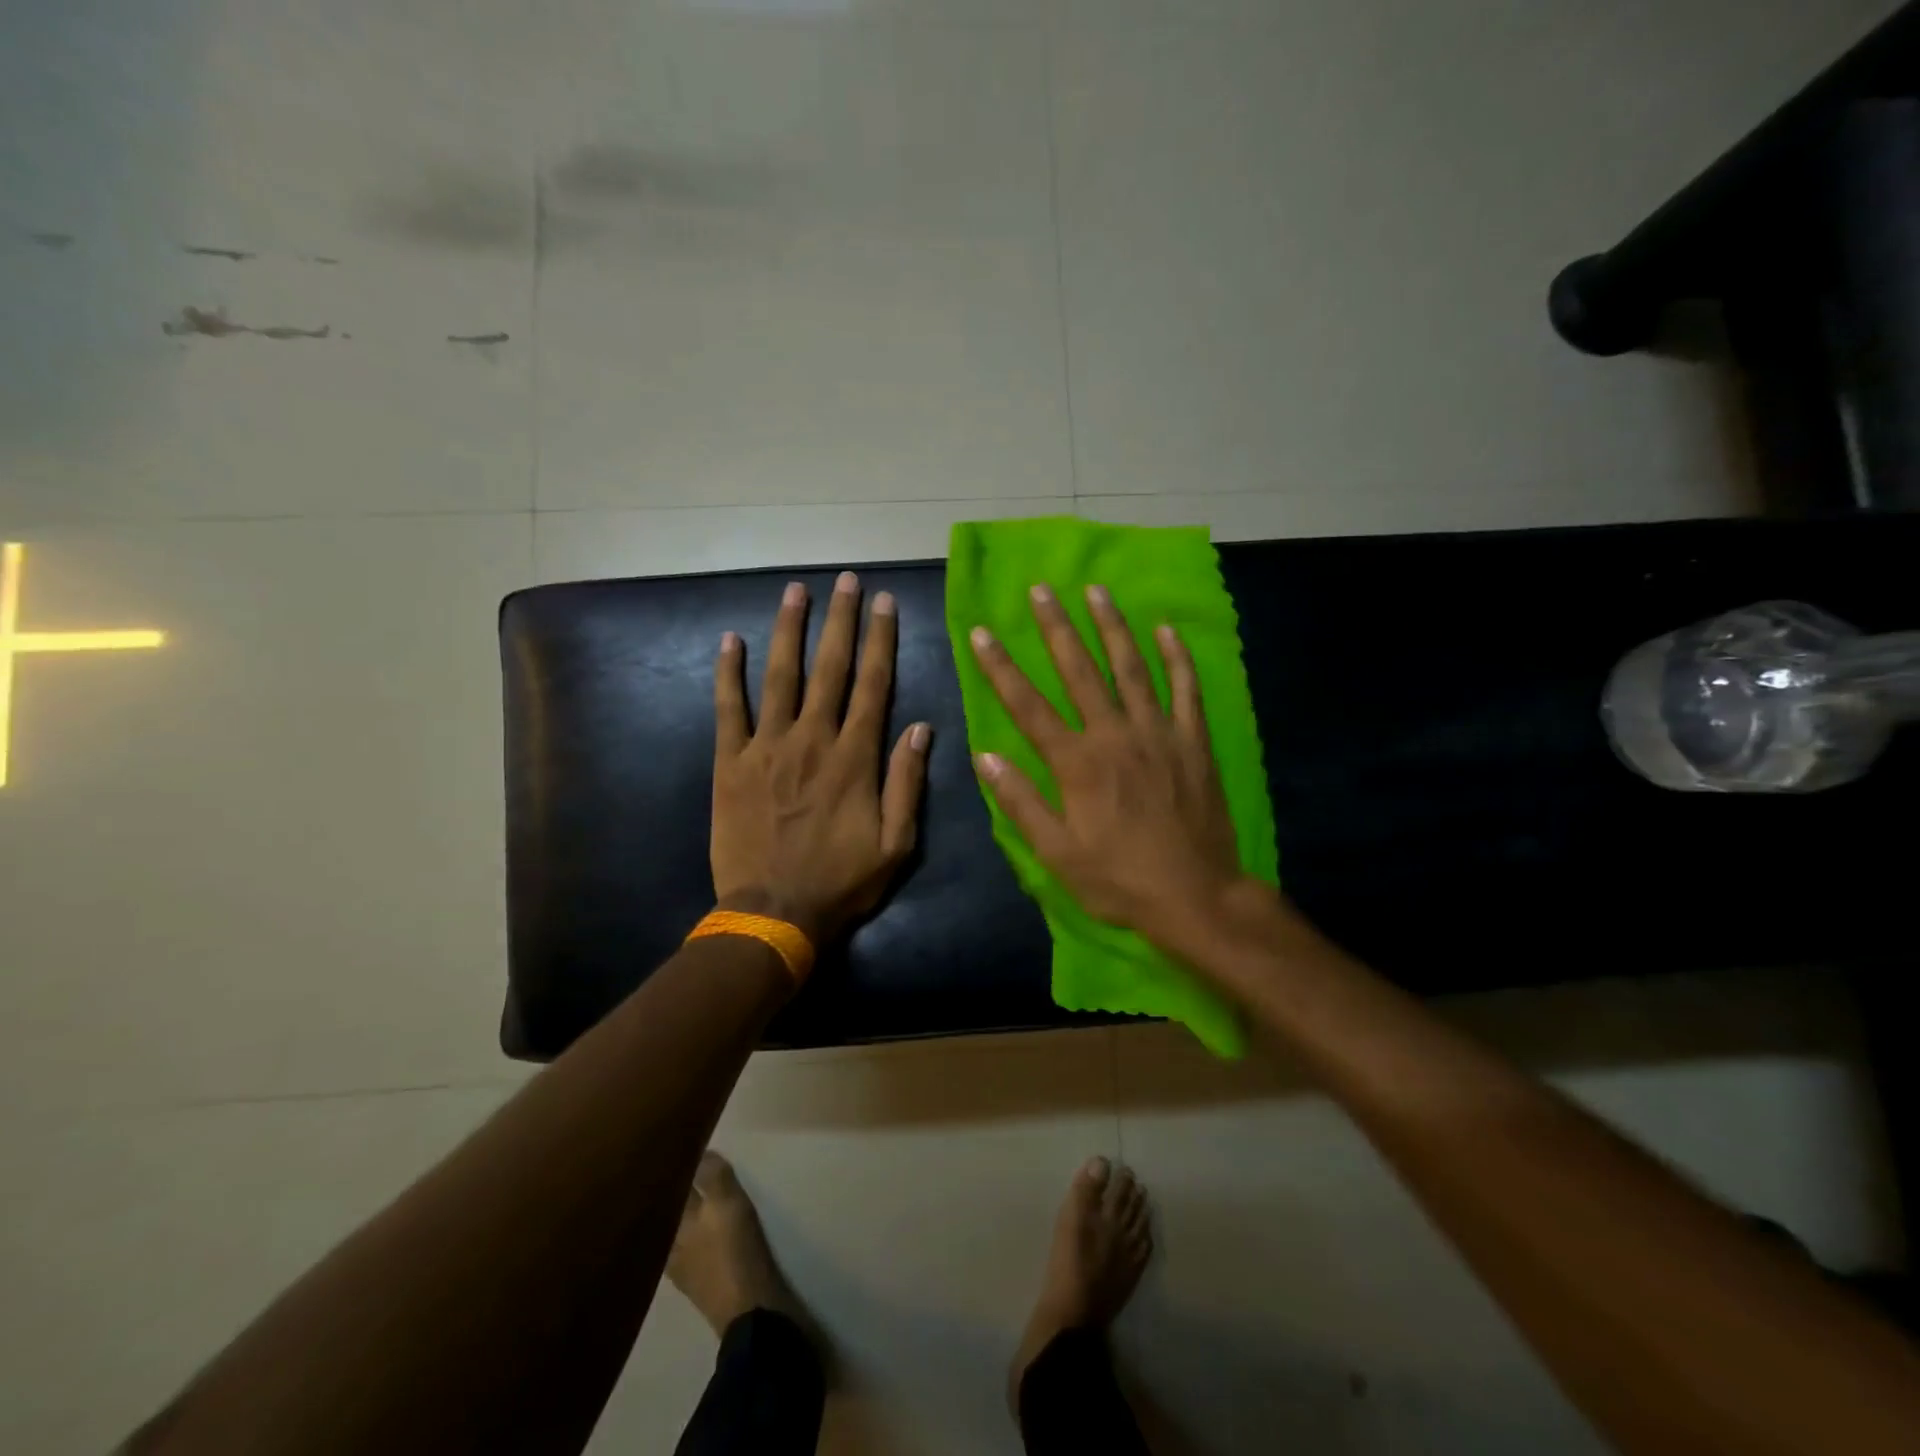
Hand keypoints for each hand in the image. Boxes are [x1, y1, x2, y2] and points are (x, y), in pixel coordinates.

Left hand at [711, 571, 930, 946]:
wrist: (772, 913)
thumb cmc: (841, 882)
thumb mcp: (896, 843)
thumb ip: (907, 782)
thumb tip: (921, 727)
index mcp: (855, 758)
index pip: (874, 685)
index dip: (881, 640)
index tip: (885, 603)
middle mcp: (812, 740)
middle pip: (830, 668)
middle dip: (841, 620)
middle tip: (846, 581)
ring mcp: (766, 748)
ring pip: (780, 676)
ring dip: (789, 630)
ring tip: (796, 591)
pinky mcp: (730, 763)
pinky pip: (728, 709)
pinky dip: (728, 674)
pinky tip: (730, 640)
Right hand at [968, 583, 1247, 945]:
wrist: (1196, 896)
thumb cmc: (1119, 879)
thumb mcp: (1057, 853)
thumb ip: (1020, 801)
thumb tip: (984, 755)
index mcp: (1077, 764)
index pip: (1028, 706)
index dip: (1001, 668)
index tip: (982, 632)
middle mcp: (1115, 736)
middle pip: (1080, 671)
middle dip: (1057, 627)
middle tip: (1040, 589)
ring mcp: (1159, 734)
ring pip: (1132, 668)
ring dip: (1112, 627)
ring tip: (1096, 591)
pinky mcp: (1192, 742)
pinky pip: (1186, 690)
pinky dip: (1176, 658)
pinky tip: (1165, 630)